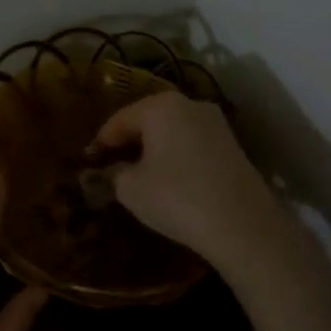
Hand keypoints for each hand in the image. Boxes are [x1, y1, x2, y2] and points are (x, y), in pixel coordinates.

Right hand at [91, 91, 284, 270]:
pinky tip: (168, 180)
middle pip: (147, 120)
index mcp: (160, 106)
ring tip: (138, 175)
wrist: (243, 226)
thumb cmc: (176, 197)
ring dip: (153, 149)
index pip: (119, 120)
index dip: (100, 143)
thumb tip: (107, 172)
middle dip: (128, 142)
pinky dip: (175, 157)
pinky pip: (192, 144)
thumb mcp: (130, 189)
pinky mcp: (233, 146)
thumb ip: (112, 174)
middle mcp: (190, 104)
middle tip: (110, 166)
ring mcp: (216, 124)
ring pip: (172, 132)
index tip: (88, 163)